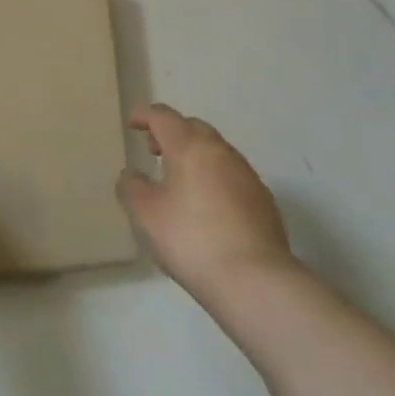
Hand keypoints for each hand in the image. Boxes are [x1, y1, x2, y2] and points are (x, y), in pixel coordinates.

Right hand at [118, 103, 298, 309]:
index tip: (132, 123)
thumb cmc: (191, 239)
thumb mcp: (145, 214)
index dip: (144, 115)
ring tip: (178, 180)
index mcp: (189, 146)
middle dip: (171, 133)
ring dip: (194, 156)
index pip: (163, 116)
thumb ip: (131, 187)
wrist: (254, 279)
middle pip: (193, 128)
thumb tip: (132, 175)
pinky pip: (231, 174)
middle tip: (154, 151)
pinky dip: (213, 177)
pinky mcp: (263, 199)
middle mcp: (221, 151)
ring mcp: (246, 174)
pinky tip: (206, 205)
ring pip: (215, 151)